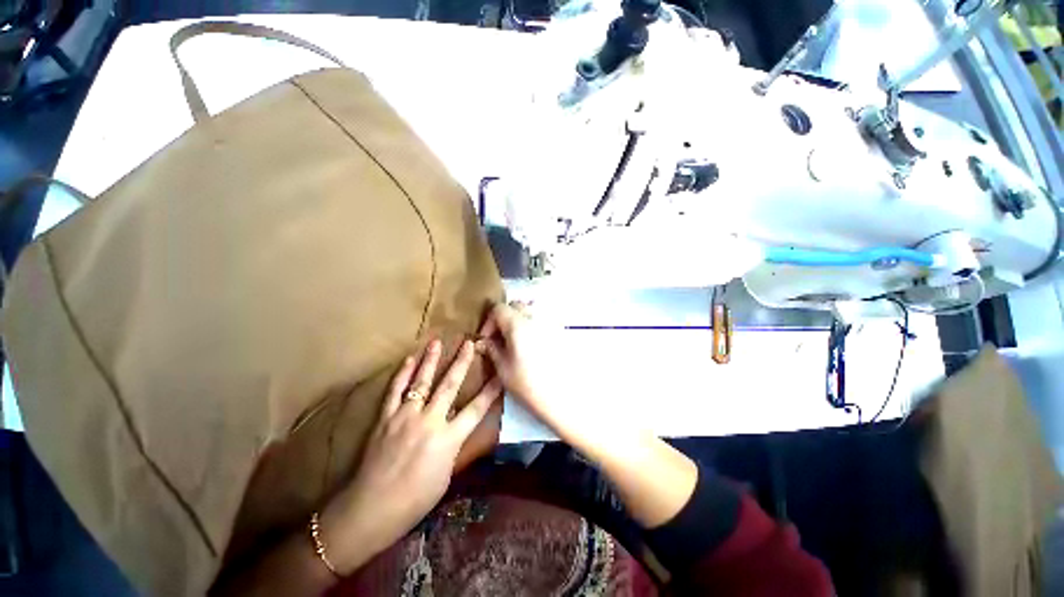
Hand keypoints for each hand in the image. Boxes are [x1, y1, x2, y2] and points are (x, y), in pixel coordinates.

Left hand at [319, 340, 502, 574]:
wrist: (371, 509)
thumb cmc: (415, 500)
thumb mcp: (446, 476)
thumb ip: (455, 447)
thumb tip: (461, 428)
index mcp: (448, 439)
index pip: (476, 409)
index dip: (491, 391)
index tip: (500, 374)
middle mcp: (430, 421)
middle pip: (450, 386)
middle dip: (462, 362)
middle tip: (470, 343)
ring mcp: (405, 417)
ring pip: (422, 382)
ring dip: (431, 360)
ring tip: (437, 341)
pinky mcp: (386, 418)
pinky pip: (395, 391)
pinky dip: (402, 374)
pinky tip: (408, 359)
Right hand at [476, 303, 586, 440]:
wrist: (565, 397)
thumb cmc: (530, 385)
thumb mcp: (504, 369)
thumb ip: (492, 349)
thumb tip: (484, 341)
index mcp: (518, 323)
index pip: (498, 308)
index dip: (489, 322)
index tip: (487, 339)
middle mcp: (536, 316)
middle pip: (516, 306)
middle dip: (504, 318)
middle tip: (500, 339)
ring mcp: (551, 321)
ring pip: (531, 310)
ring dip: (519, 320)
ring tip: (516, 341)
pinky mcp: (561, 330)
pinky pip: (543, 319)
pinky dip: (534, 325)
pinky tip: (533, 345)